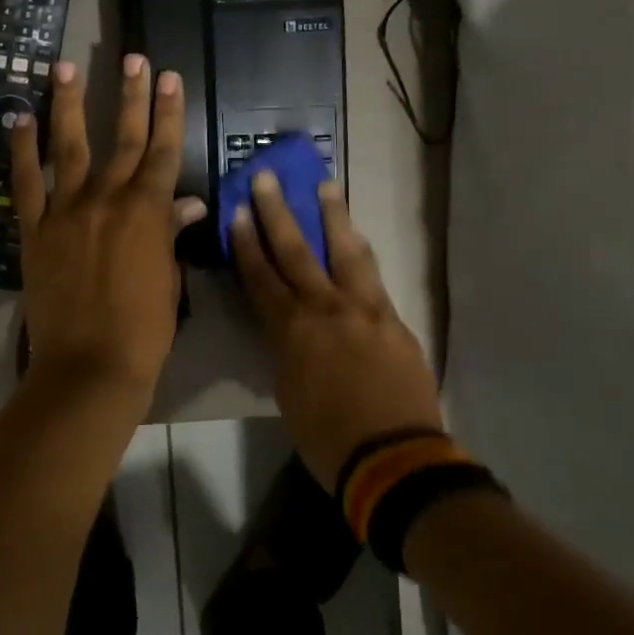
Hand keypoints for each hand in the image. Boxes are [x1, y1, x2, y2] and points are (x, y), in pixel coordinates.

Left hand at [11, 55, 208, 397]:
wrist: (91, 363)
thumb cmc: (143, 328)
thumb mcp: (168, 278)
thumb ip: (170, 233)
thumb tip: (186, 202)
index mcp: (147, 211)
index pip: (162, 150)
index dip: (167, 112)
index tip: (168, 77)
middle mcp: (107, 199)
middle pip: (121, 137)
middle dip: (130, 94)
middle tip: (132, 57)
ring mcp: (66, 210)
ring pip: (69, 147)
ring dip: (69, 104)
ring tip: (65, 67)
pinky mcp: (34, 229)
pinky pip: (26, 181)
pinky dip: (22, 149)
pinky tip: (19, 118)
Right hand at [229, 171, 442, 489]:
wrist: (394, 458)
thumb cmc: (326, 437)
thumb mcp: (287, 392)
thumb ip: (285, 351)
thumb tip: (286, 329)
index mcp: (291, 331)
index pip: (262, 277)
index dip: (248, 243)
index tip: (239, 211)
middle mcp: (325, 308)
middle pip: (297, 251)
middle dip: (278, 213)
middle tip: (268, 177)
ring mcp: (364, 310)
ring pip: (345, 252)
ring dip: (332, 217)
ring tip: (325, 186)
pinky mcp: (393, 319)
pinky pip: (372, 276)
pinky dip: (360, 252)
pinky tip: (357, 238)